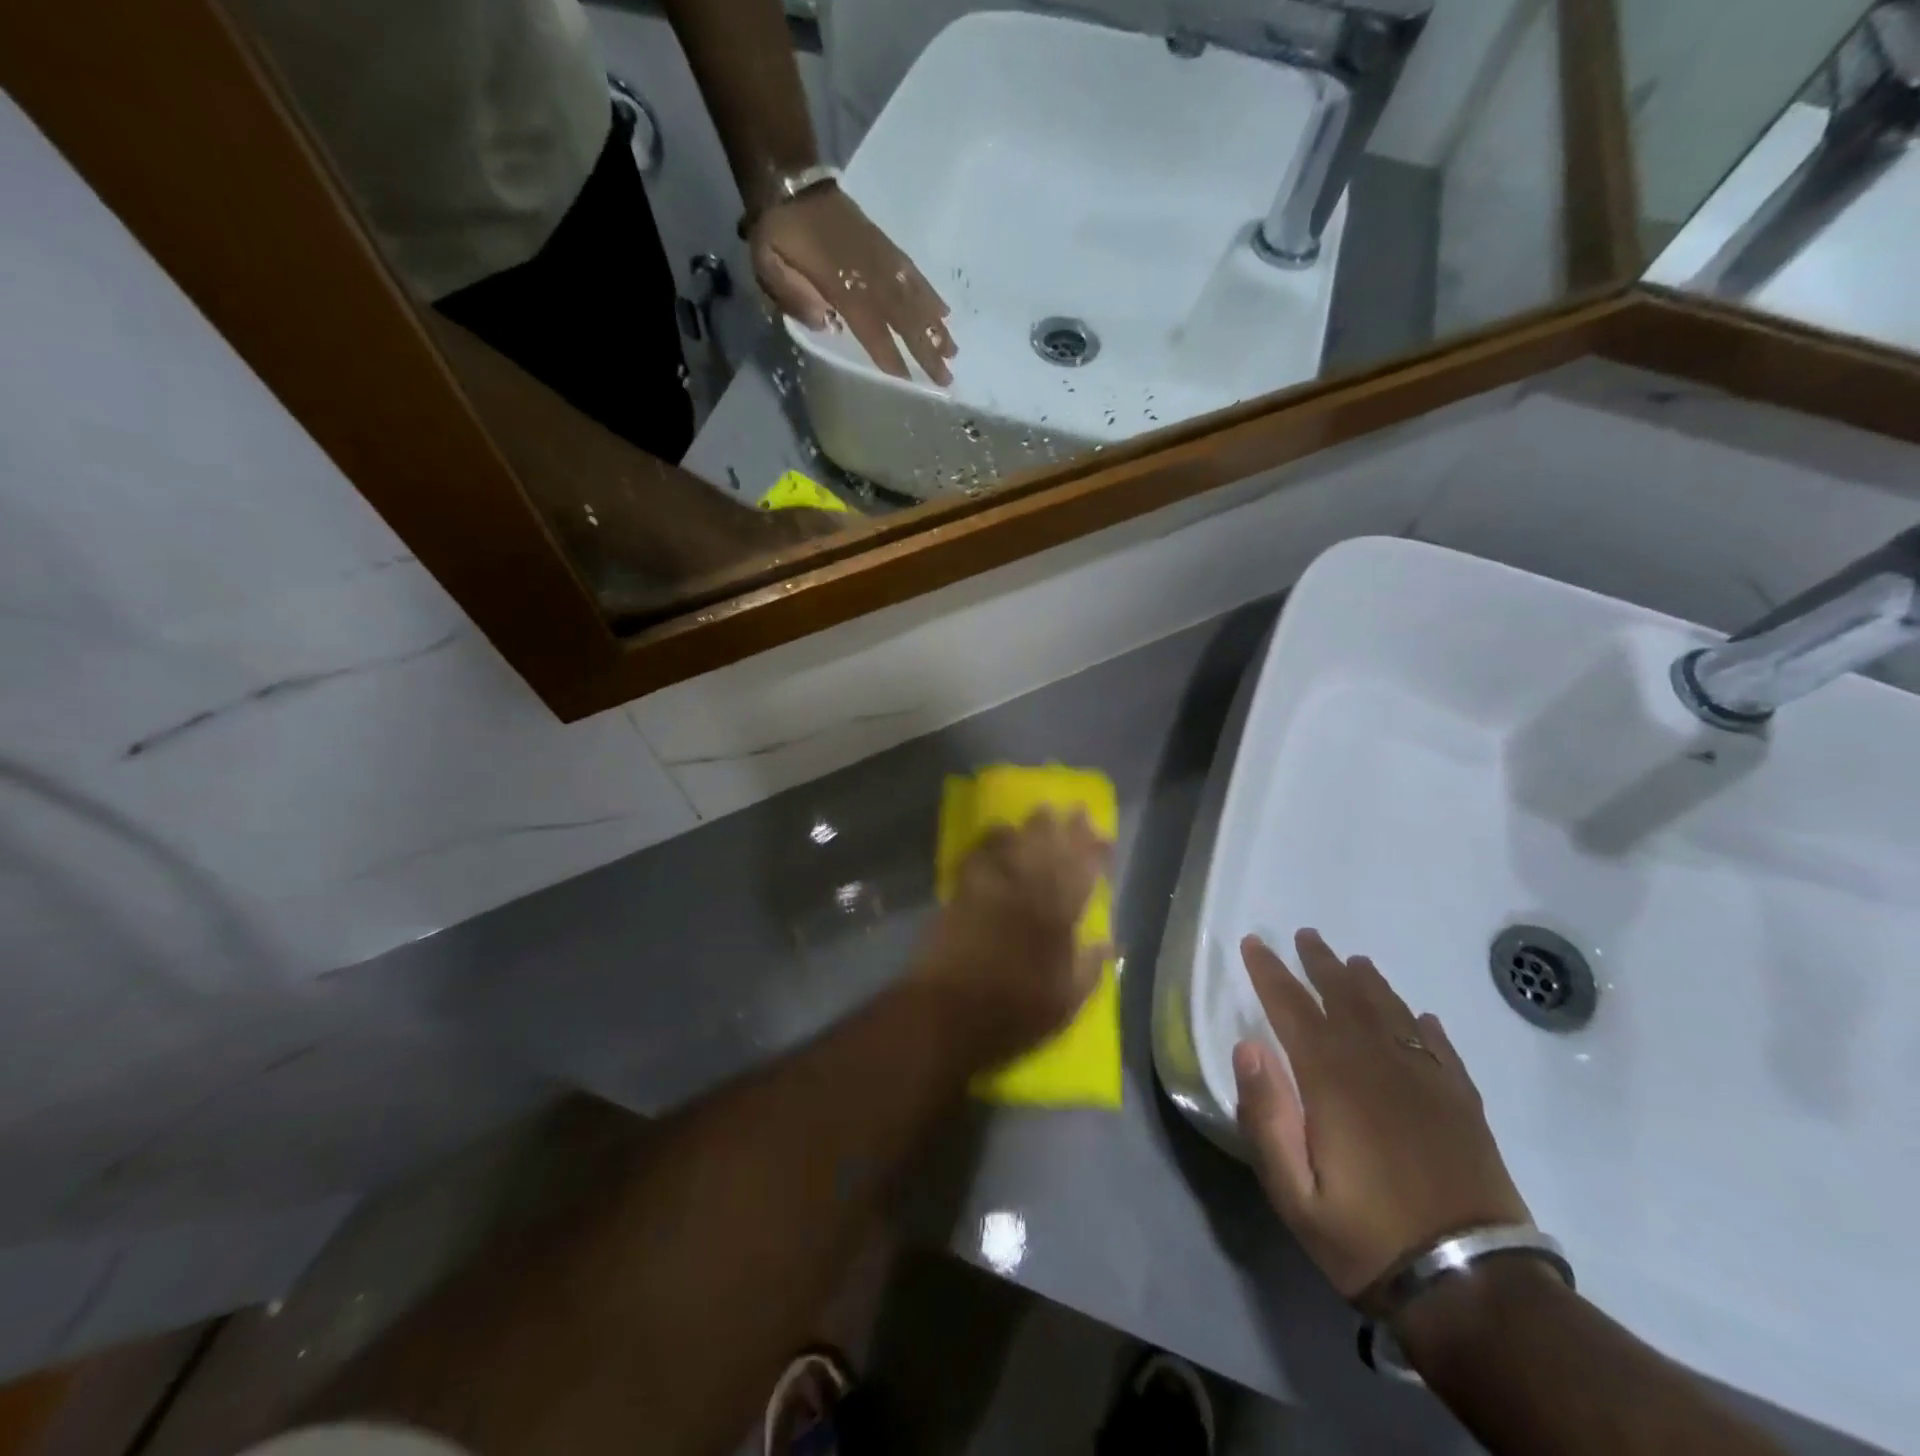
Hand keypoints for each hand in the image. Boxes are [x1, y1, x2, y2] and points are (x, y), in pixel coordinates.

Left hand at [750, 186, 955, 384]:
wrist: (788, 179)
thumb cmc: (777, 231)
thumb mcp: (767, 264)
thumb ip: (792, 295)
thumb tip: (825, 323)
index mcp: (840, 283)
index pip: (872, 328)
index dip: (890, 355)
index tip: (908, 383)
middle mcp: (868, 273)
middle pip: (903, 317)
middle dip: (926, 348)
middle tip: (946, 377)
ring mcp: (880, 258)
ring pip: (914, 297)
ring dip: (935, 326)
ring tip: (953, 351)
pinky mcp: (885, 246)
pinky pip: (913, 274)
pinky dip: (930, 294)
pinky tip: (944, 313)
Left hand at [912, 808, 1112, 1070]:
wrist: (948, 1014)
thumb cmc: (1013, 1014)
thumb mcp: (1065, 1003)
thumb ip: (1089, 968)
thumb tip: (1108, 940)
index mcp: (1057, 919)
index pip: (1082, 874)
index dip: (1093, 851)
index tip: (1103, 835)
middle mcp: (1027, 894)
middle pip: (1049, 850)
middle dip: (1064, 828)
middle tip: (1072, 810)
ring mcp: (992, 889)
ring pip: (1016, 845)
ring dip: (1030, 827)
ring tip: (1041, 812)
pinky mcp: (962, 892)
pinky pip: (980, 855)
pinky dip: (991, 841)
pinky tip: (998, 833)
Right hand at [1233, 930, 1528, 1299]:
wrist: (1476, 1290)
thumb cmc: (1368, 1240)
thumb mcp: (1294, 1193)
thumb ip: (1266, 1116)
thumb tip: (1247, 1046)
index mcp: (1332, 1080)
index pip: (1292, 1007)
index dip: (1270, 972)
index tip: (1253, 943)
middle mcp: (1379, 1065)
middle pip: (1345, 998)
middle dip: (1320, 963)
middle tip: (1305, 935)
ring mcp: (1427, 1082)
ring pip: (1392, 1013)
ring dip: (1369, 983)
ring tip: (1354, 962)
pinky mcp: (1463, 1106)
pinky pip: (1440, 1049)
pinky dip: (1424, 1026)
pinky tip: (1420, 1017)